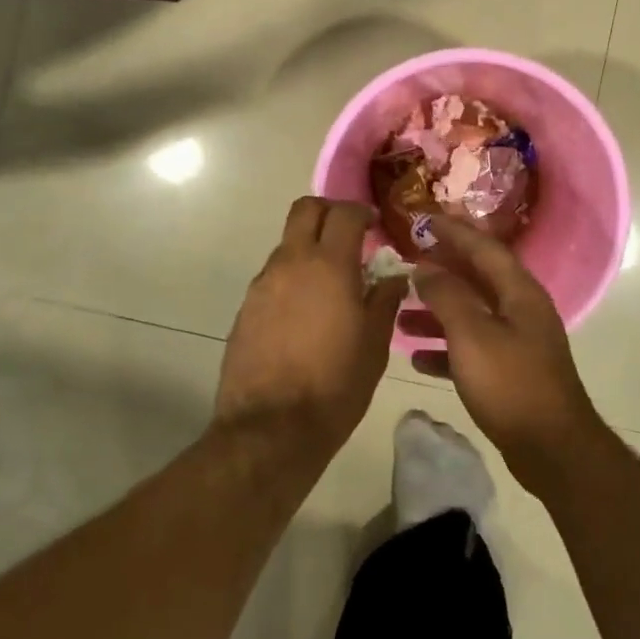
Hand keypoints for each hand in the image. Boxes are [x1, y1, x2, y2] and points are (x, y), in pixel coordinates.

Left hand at [216, 197, 408, 452]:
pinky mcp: (246, 307)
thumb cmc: (335, 385)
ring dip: (309, 250)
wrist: (271, 428)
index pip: (343, 213)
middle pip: (304, 210)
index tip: (373, 226)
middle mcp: (291, 263)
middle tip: (348, 236)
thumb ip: (384, 301)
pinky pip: (273, 277)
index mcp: (328, 266)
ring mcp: (263, 284)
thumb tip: (393, 277)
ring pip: (287, 245)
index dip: (360, 212)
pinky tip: (305, 314)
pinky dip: (292, 279)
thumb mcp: (374, 345)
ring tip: (329, 285)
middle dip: (328, 212)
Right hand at [402, 217, 605, 492]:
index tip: (422, 220)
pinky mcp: (510, 372)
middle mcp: (521, 309)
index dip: (453, 232)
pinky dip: (446, 348)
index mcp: (519, 292)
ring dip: (437, 312)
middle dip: (441, 270)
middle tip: (407, 263)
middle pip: (477, 279)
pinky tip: (418, 358)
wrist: (552, 449)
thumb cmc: (510, 384)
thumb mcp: (472, 335)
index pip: (484, 248)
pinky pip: (473, 348)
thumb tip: (426, 267)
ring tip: (401, 314)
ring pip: (472, 315)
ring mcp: (518, 342)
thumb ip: (447, 296)